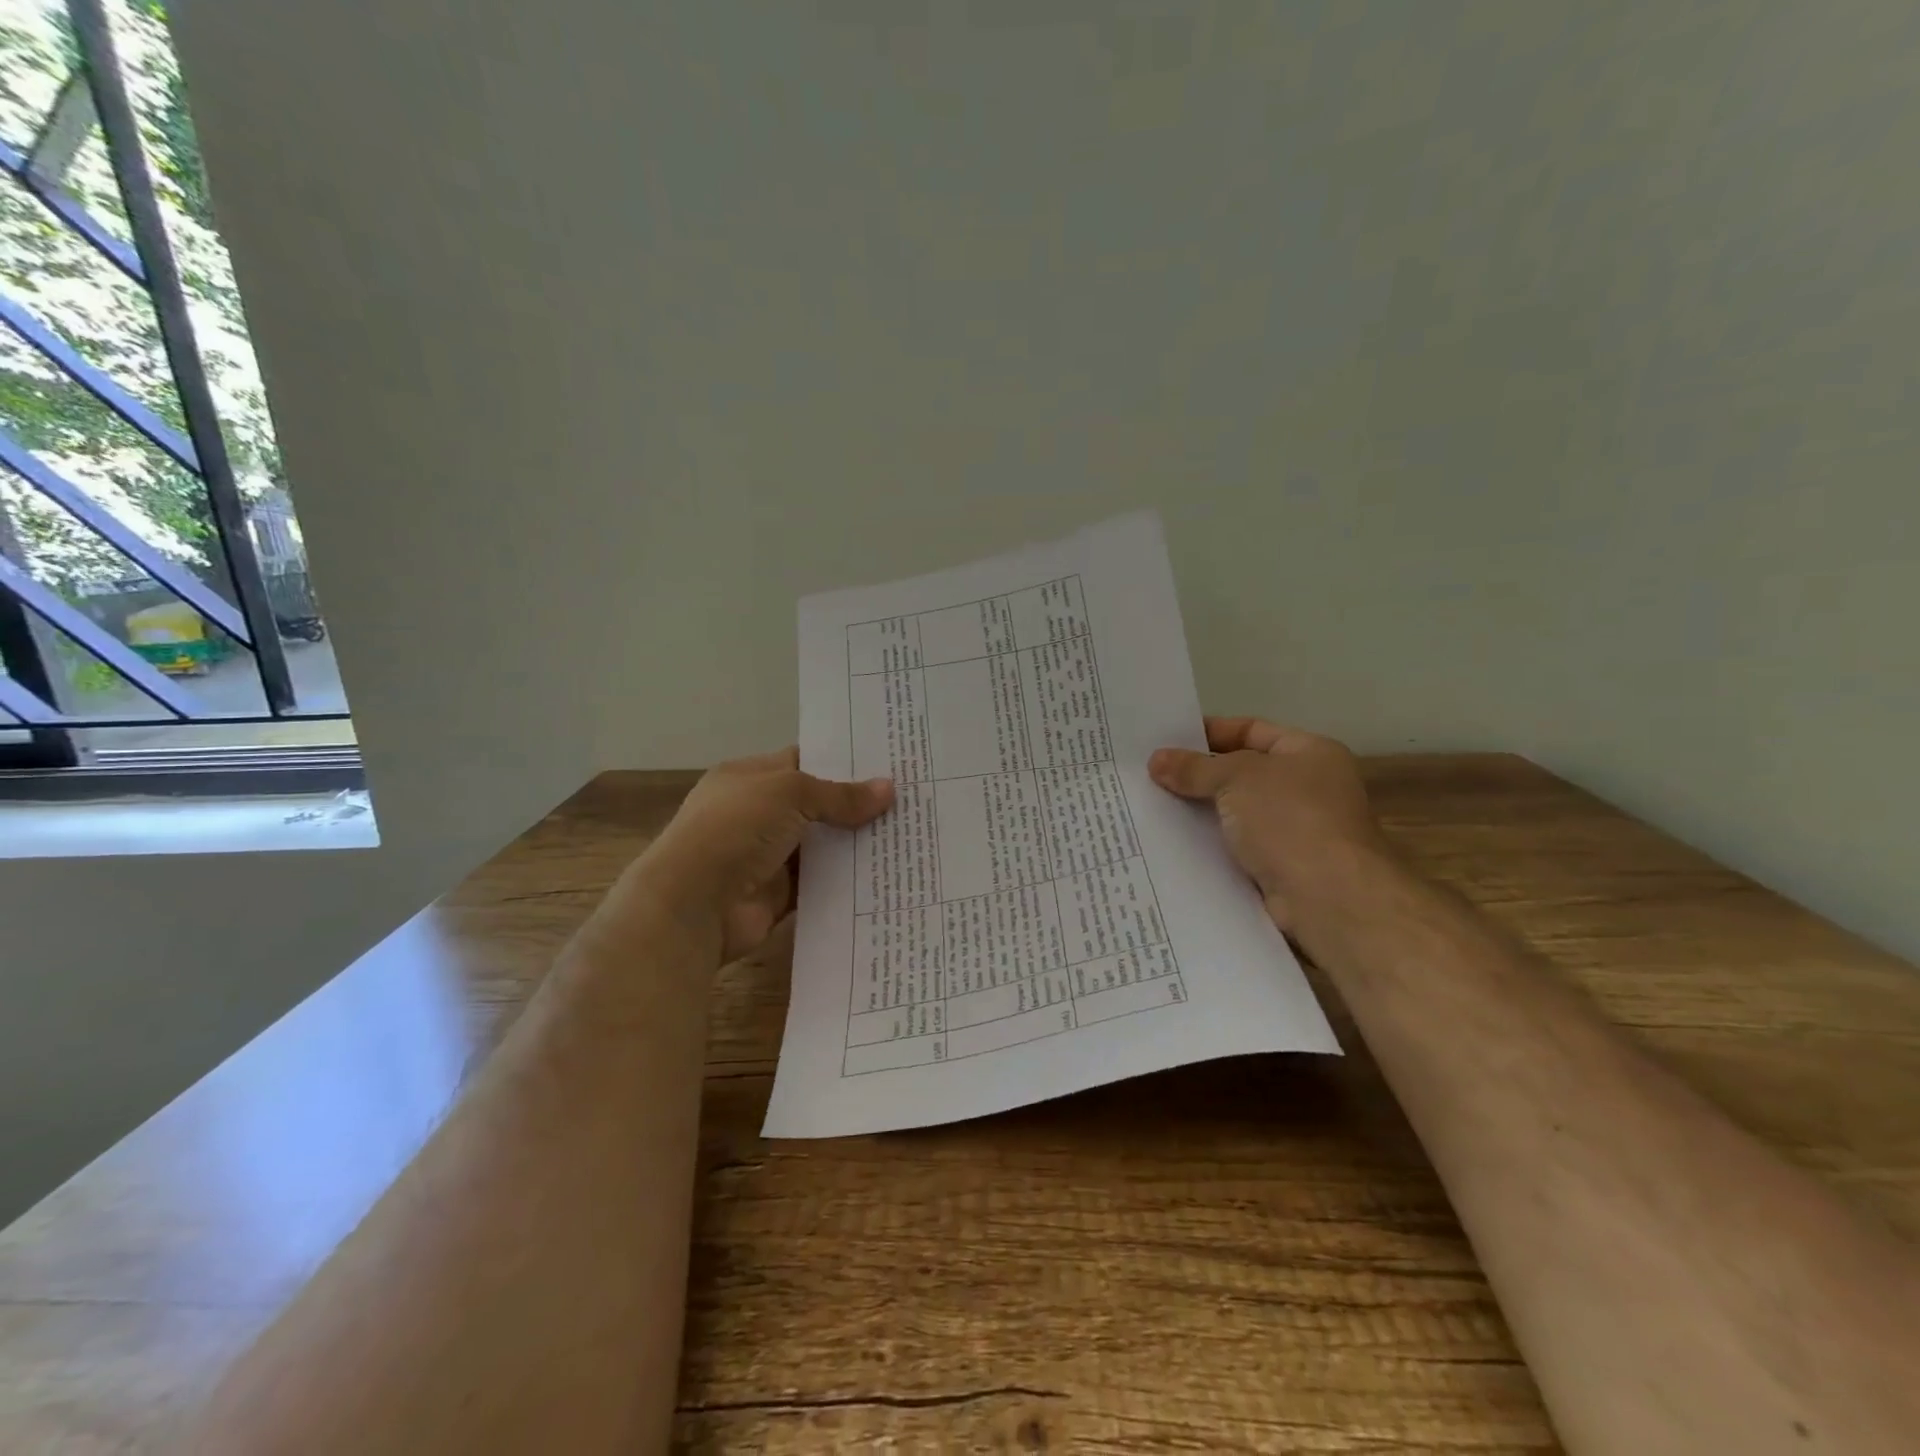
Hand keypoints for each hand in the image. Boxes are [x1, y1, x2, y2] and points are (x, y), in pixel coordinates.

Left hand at [632, 748, 893, 961]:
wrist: (693, 904)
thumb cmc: (735, 829)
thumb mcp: (789, 793)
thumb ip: (840, 795)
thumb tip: (888, 790)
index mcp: (750, 778)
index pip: (803, 761)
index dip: (842, 761)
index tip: (888, 762)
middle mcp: (758, 813)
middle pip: (817, 804)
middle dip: (857, 804)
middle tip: (909, 799)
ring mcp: (768, 855)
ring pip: (823, 845)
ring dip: (856, 842)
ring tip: (909, 834)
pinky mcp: (780, 894)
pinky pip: (821, 882)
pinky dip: (847, 879)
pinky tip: (887, 872)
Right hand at [1150, 717, 1391, 934]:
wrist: (1328, 899)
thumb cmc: (1290, 819)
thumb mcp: (1236, 778)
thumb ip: (1194, 767)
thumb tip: (1156, 760)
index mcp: (1310, 753)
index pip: (1252, 730)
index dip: (1209, 732)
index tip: (1166, 739)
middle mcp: (1308, 789)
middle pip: (1241, 773)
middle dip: (1198, 775)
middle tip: (1150, 774)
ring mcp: (1296, 832)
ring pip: (1235, 814)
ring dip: (1200, 813)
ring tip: (1151, 806)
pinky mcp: (1280, 870)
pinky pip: (1236, 849)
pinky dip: (1209, 846)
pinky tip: (1172, 844)